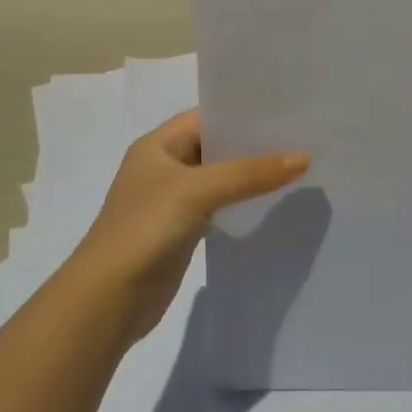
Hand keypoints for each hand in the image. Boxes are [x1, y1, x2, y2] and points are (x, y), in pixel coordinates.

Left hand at [70, 110, 308, 341]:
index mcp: (157, 145)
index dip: (243, 113)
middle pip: (216, 146)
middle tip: (302, 138)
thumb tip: (303, 158)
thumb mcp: (198, 190)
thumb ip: (250, 173)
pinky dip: (243, 203)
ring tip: (297, 166)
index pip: (207, 117)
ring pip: (220, 178)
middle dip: (254, 144)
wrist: (107, 300)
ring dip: (251, 175)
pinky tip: (273, 203)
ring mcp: (172, 201)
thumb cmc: (145, 229)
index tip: (286, 112)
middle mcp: (164, 167)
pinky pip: (219, 207)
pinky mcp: (182, 231)